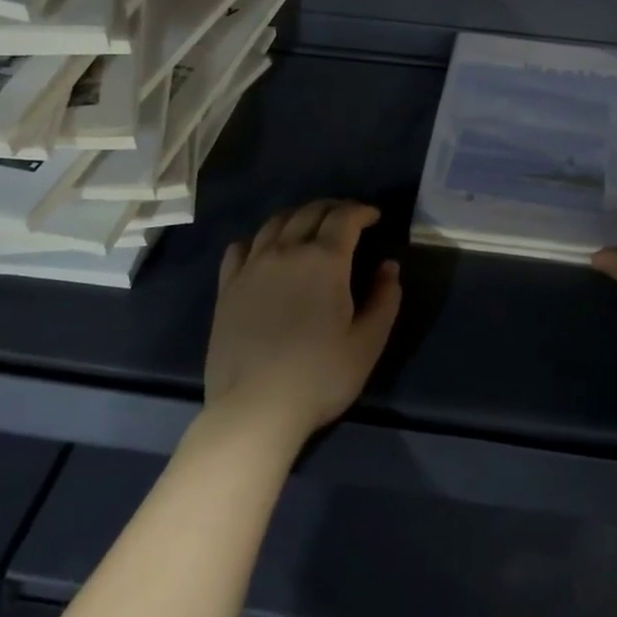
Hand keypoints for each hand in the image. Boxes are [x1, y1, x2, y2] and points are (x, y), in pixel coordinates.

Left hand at [203, 199, 401, 449]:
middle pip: (309, 212)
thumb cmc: (320, 376)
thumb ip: (385, 299)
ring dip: (298, 216)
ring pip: (275, 223)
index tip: (375, 217)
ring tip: (310, 226)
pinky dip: (260, 239)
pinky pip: (241, 248)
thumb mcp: (368, 342)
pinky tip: (265, 249)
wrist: (255, 408)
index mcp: (324, 261)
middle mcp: (286, 252)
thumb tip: (389, 267)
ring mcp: (251, 267)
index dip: (362, 211)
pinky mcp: (227, 287)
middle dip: (333, 208)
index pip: (345, 218)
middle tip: (348, 217)